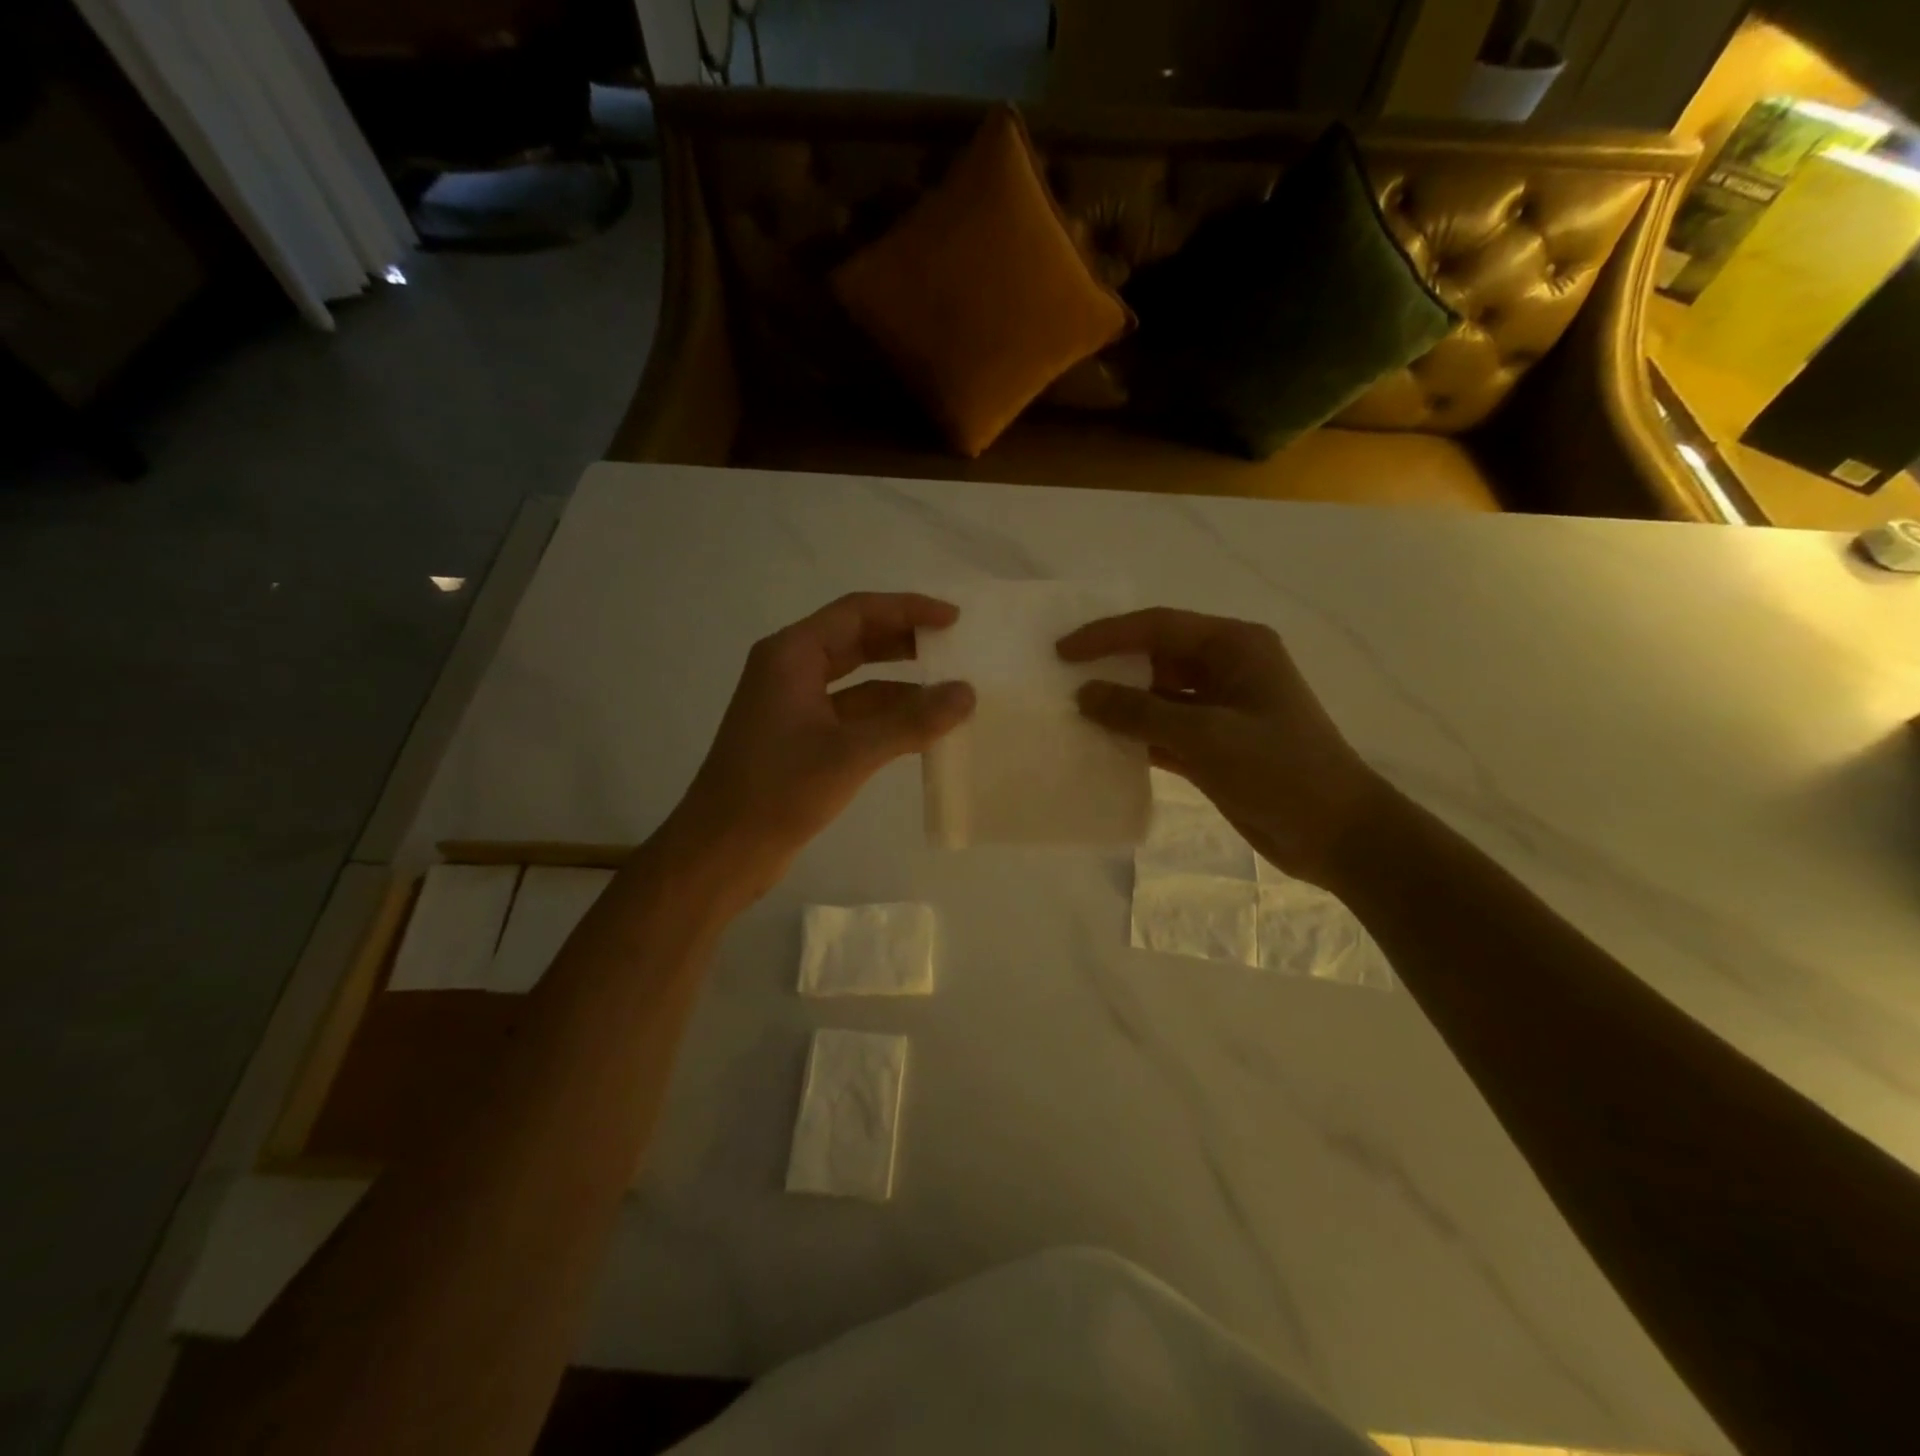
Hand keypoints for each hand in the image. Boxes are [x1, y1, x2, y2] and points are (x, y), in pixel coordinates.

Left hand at [655, 593, 973, 913]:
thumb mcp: (851, 753)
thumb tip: (967, 693)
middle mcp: (790, 669)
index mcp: (792, 655)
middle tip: (955, 649)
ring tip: (949, 691)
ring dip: (899, 683)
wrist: (722, 850)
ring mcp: (793, 704)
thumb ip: (912, 721)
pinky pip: (851, 712)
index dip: (908, 609)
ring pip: (856, 679)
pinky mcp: (800, 737)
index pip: (857, 612)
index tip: (953, 619)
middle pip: (856, 639)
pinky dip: (885, 716)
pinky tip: (920, 730)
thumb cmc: (778, 791)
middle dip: (905, 642)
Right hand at [1057, 608, 1383, 888]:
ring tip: (1073, 712)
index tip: (1062, 650)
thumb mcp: (1205, 735)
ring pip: (1158, 695)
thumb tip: (1084, 693)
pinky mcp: (1215, 745)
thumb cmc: (1279, 770)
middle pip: (1156, 656)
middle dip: (1112, 666)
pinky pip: (1165, 729)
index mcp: (1235, 646)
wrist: (1336, 834)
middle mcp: (1227, 668)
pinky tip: (1102, 745)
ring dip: (1121, 704)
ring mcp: (1221, 708)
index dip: (1106, 635)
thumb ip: (1140, 712)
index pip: (1158, 626)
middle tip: (1061, 678)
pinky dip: (1136, 736)